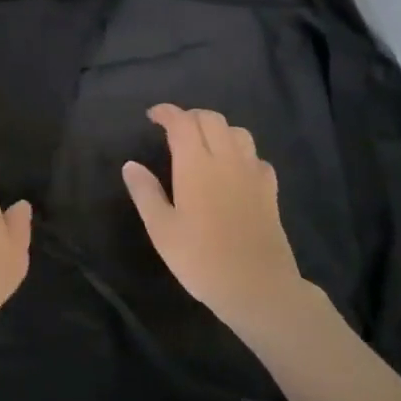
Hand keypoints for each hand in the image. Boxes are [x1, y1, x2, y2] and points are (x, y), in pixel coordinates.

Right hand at [122, 105, 310, 338]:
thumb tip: (131, 164)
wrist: (258, 288)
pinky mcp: (269, 191)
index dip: (166, 113)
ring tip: (203, 143)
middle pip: (212, 120)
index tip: (152, 116)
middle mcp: (226, 160)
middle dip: (190, 116)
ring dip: (217, 129)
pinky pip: (255, 157)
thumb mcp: (161, 229)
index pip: (182, 123)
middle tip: (173, 128)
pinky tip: (233, 169)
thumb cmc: (201, 259)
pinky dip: (240, 152)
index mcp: (196, 165)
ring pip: (238, 132)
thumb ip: (145, 192)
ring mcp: (252, 174)